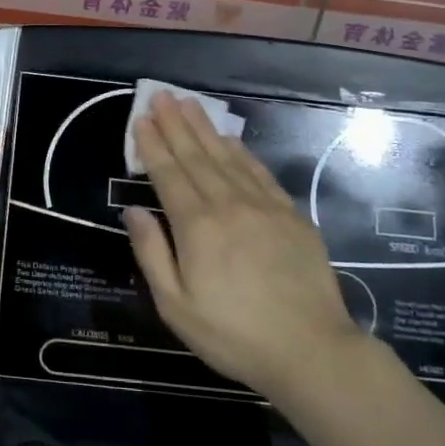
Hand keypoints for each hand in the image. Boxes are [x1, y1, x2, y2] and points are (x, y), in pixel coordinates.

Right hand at [125, 91, 358, 401]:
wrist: (312, 350)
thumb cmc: (233, 334)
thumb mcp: (176, 306)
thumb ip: (152, 254)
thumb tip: (133, 211)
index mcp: (196, 226)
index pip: (168, 174)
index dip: (152, 144)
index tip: (141, 118)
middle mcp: (227, 205)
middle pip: (196, 156)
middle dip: (176, 123)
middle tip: (162, 95)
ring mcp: (263, 206)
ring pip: (227, 157)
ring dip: (205, 128)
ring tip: (190, 104)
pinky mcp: (291, 215)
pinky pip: (259, 172)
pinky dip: (241, 152)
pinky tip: (231, 140)